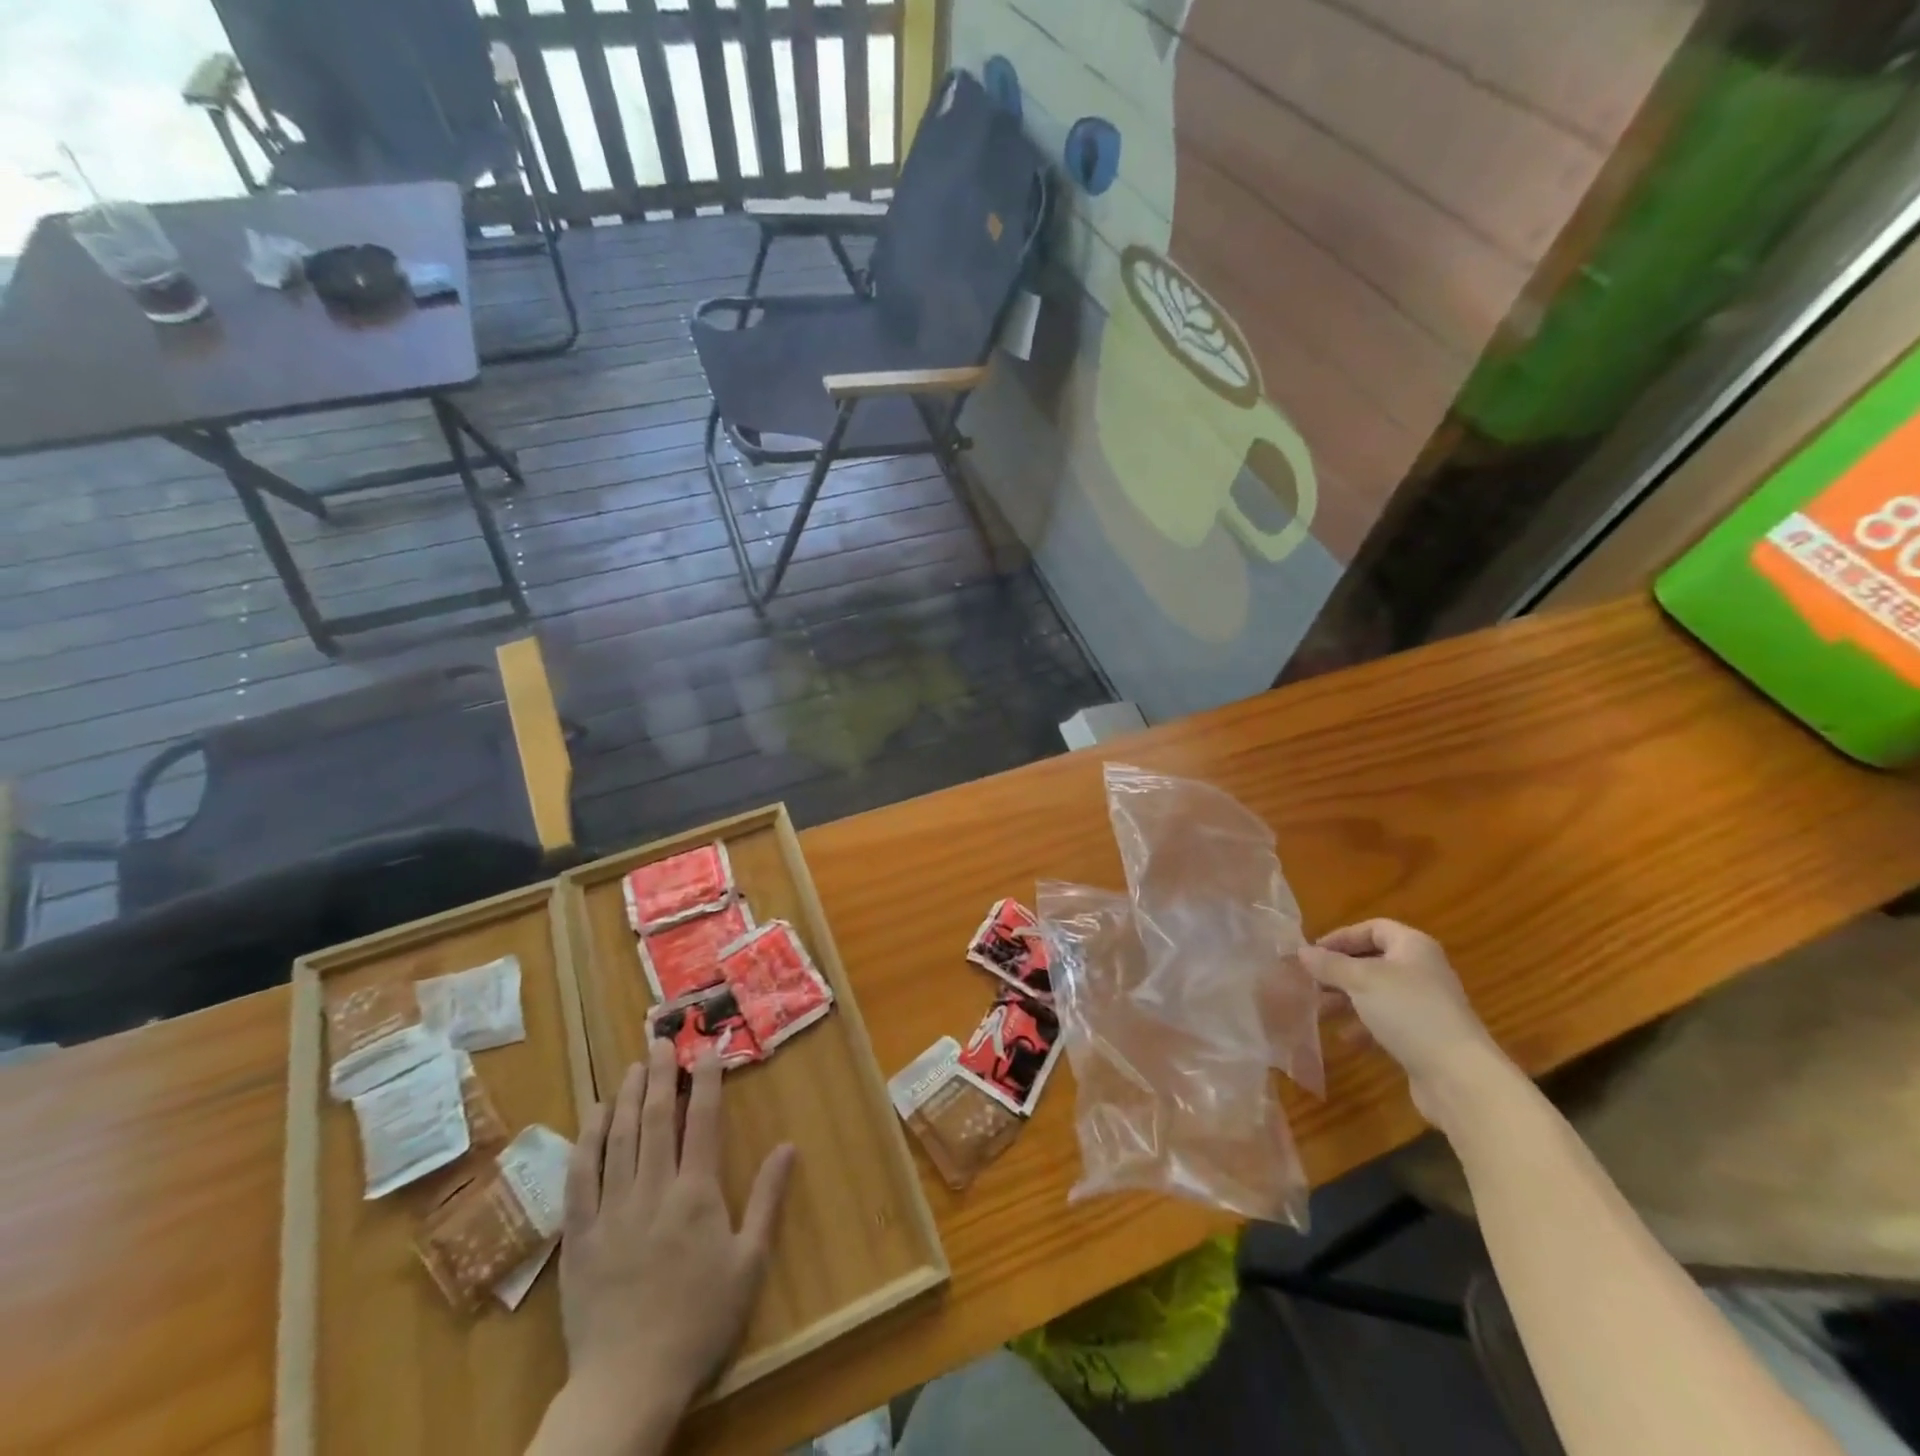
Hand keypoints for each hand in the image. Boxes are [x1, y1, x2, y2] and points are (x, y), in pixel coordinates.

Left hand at [549, 1039, 794, 1450]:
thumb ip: (767, 1199)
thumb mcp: (749, 1263)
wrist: (628, 1383)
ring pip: (616, 1138)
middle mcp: (652, 1190)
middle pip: (654, 1119)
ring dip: (624, 1096)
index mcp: (696, 1194)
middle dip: (659, 1075)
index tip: (706, 1050)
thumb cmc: (699, 1322)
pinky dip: (586, 1140)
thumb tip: (789, 1146)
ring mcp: (611, 1210)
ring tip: (632, 1066)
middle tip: (661, 1041)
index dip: (705, 1081)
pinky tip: (592, 1116)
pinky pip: (580, 1176)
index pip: (701, 1121)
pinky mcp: (579, 1234)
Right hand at [1298, 919, 1513, 1128]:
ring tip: (1319, 1011)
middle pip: (1372, 961)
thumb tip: (1302, 951)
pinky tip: (1345, 1038)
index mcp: (1413, 947)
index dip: (1341, 937)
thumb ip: (1329, 964)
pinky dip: (1363, 1026)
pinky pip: (1386, 1021)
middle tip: (1310, 983)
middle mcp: (1421, 971)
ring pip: (1376, 993)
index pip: (1373, 928)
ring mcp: (1424, 1005)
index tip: (1313, 953)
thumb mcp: (1361, 981)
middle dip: (1339, 972)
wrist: (1459, 1077)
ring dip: (1346, 999)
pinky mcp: (1423, 1036)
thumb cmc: (1408, 1012)